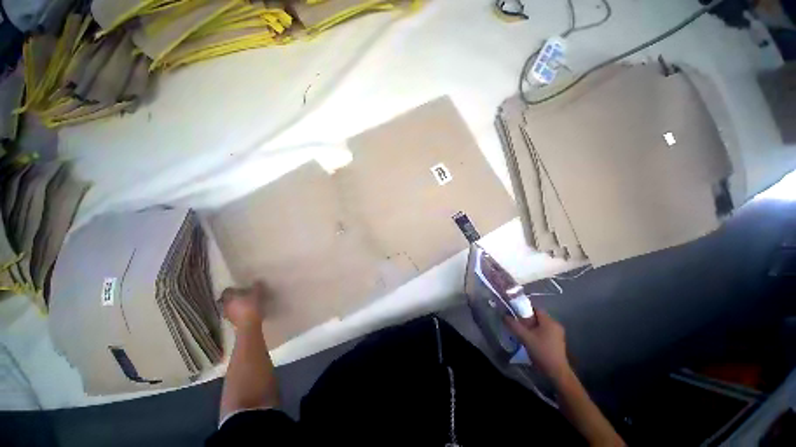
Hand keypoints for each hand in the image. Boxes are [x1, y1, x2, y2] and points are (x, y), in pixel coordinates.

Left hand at [221, 282, 265, 329]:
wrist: (249, 325)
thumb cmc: (251, 307)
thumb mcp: (257, 294)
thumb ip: (256, 287)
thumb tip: (257, 281)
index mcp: (229, 298)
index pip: (227, 291)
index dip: (232, 289)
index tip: (239, 289)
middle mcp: (226, 306)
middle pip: (227, 300)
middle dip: (234, 298)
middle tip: (243, 296)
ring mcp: (228, 315)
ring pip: (230, 308)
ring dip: (235, 306)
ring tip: (245, 305)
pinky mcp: (232, 322)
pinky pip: (233, 315)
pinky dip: (238, 313)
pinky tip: (246, 313)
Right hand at [505, 309, 571, 382]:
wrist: (556, 372)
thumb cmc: (541, 352)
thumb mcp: (525, 337)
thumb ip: (514, 325)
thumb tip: (504, 316)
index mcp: (549, 321)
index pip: (535, 309)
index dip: (524, 309)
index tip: (515, 314)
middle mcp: (555, 325)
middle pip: (537, 317)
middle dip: (526, 319)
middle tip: (517, 324)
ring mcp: (557, 333)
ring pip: (540, 325)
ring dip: (531, 327)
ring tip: (522, 332)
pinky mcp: (557, 341)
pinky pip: (544, 331)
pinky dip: (536, 332)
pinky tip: (530, 339)